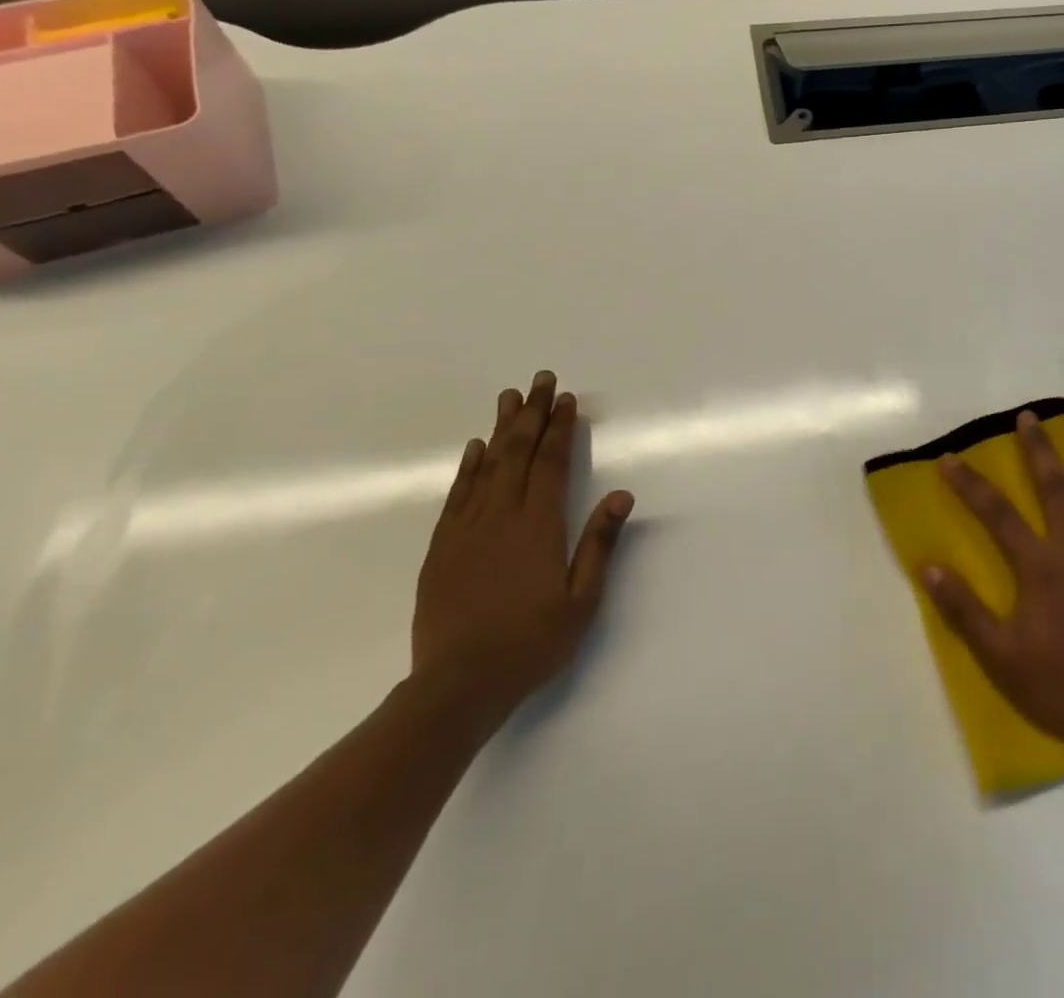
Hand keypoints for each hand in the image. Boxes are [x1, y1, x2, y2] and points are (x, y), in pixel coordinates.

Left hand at [412, 370, 633, 727]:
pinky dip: (468, 466)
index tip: (567, 399)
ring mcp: (467, 528)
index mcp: (538, 525)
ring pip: (486, 465)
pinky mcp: (443, 546)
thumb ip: (600, 543)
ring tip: (509, 397)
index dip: (560, 428)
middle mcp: (501, 515)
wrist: (458, 685)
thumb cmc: (531, 642)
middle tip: (540, 379)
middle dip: (532, 413)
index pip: (551, 462)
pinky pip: (457, 493)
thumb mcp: (582, 600)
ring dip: (501, 428)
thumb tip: (621, 494)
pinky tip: (475, 448)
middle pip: (518, 452)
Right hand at [921, 410, 1063, 754]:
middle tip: (1031, 417)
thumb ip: (963, 608)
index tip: (949, 458)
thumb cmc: (1056, 684)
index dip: (970, 485)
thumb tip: (928, 567)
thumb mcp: (998, 653)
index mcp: (1040, 567)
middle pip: (1056, 491)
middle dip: (1040, 451)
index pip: (996, 515)